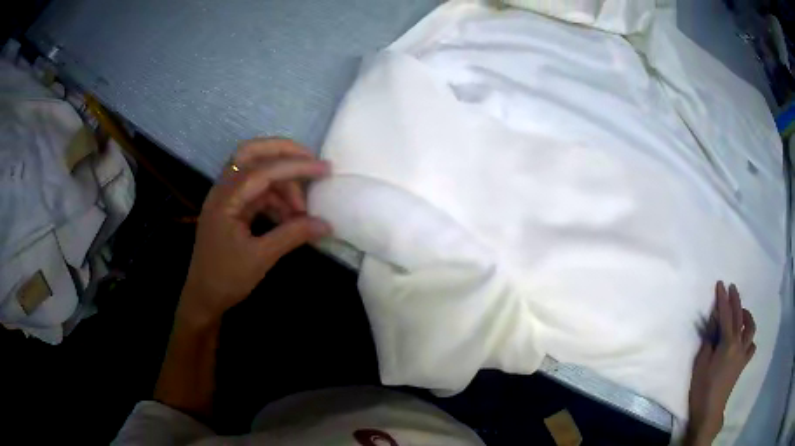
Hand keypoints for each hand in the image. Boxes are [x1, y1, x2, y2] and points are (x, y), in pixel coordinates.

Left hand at [179, 138, 331, 324]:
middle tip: (311, 162)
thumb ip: (293, 235)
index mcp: (225, 199)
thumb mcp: (261, 258)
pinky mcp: (232, 208)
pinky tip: (290, 217)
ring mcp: (227, 198)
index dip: (296, 167)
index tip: (325, 169)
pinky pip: (257, 192)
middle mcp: (223, 190)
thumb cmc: (226, 279)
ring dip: (282, 183)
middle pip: (251, 153)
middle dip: (283, 152)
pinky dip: (276, 199)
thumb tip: (326, 224)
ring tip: (302, 209)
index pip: (263, 170)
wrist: (203, 298)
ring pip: (256, 172)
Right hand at [687, 281, 756, 443]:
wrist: (710, 411)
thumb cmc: (702, 388)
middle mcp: (739, 344)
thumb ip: (709, 339)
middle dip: (736, 300)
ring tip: (741, 312)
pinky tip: (745, 339)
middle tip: (732, 288)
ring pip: (751, 328)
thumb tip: (714, 321)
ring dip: (747, 316)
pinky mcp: (743, 363)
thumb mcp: (701, 363)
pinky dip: (749, 338)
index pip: (726, 315)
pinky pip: (751, 346)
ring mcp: (743, 354)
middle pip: (740, 316)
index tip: (720, 283)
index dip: (722, 299)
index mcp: (728, 343)